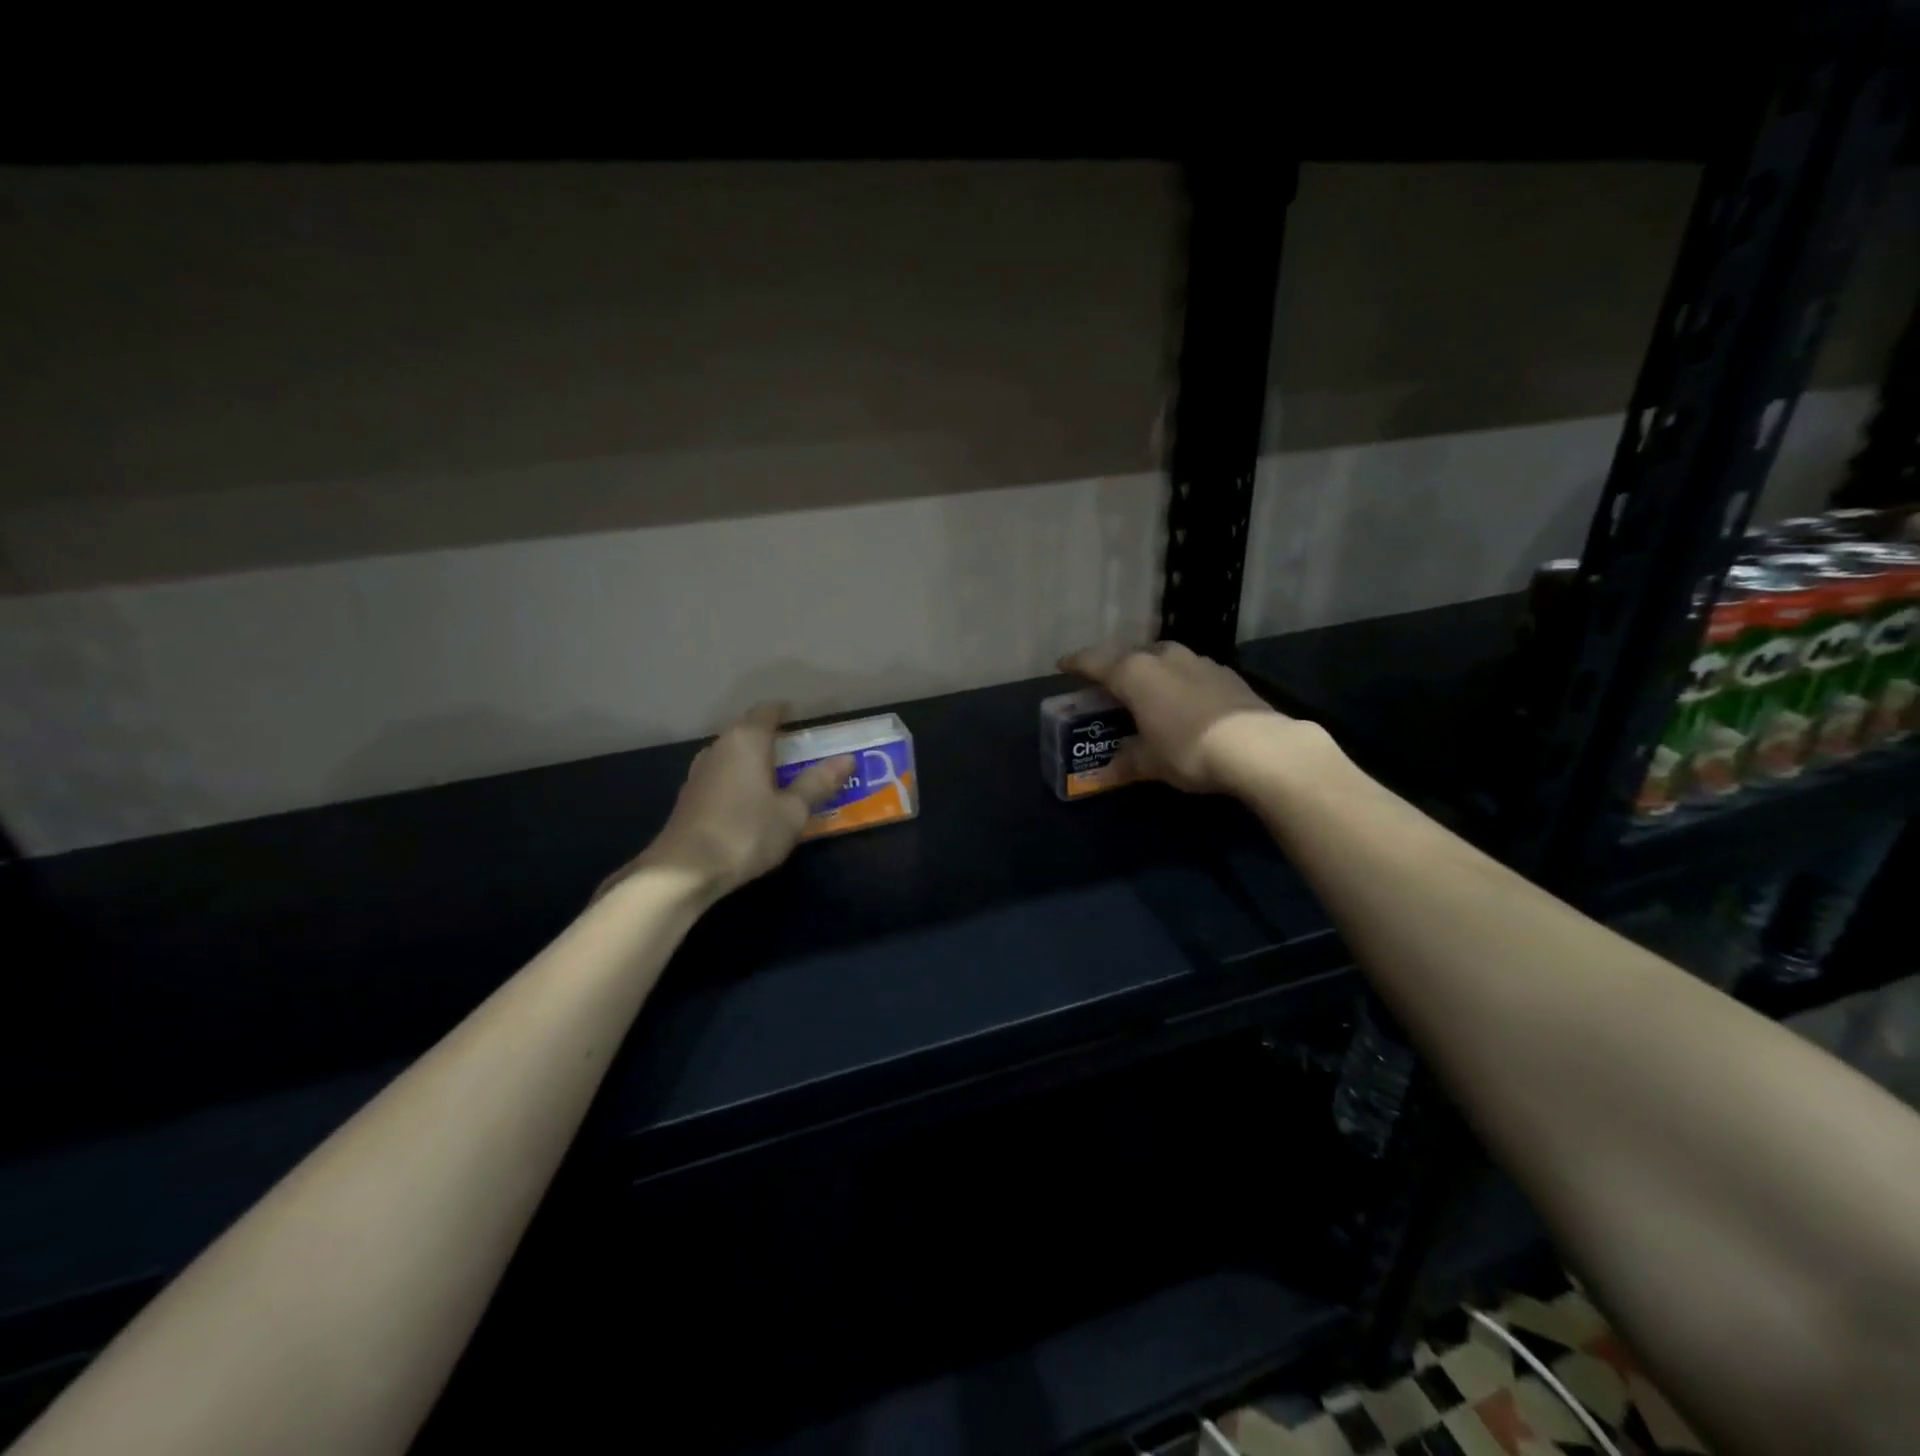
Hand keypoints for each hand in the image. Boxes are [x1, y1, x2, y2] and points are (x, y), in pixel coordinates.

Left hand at [600, 704, 852, 902]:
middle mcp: (719, 747)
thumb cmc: (745, 832)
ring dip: (756, 762)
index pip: (768, 711)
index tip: (807, 722)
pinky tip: (753, 803)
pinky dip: (741, 780)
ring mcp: (700, 771)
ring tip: (782, 779)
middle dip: (775, 739)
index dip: (788, 713)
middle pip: (749, 731)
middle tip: (804, 755)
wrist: (683, 871)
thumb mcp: (792, 811)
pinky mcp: (690, 796)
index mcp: (746, 740)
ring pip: (734, 755)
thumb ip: (817, 782)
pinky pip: (723, 776)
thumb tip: (847, 759)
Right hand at [1060, 642, 1310, 795]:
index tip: (1062, 665)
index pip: (1094, 662)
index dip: (1075, 664)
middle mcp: (1163, 657)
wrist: (1257, 747)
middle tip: (1110, 687)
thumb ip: (1126, 761)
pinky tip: (1186, 702)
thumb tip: (1107, 771)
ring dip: (1153, 672)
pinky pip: (1191, 671)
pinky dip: (1181, 682)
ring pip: (1165, 659)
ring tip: (1149, 693)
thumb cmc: (1187, 749)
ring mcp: (1198, 661)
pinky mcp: (1227, 673)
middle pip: (1131, 655)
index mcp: (1134, 673)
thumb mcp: (1149, 761)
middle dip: (1118, 668)